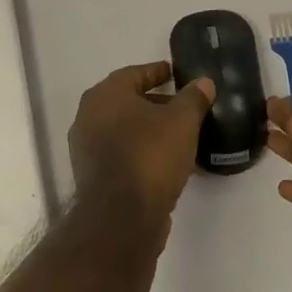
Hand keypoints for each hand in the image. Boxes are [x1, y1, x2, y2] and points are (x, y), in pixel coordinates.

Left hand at [68, 62, 214, 242]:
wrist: (121, 219)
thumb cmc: (150, 156)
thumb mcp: (182, 121)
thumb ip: (193, 98)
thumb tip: (203, 82)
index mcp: (105, 95)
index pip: (135, 73)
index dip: (158, 72)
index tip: (176, 74)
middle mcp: (89, 117)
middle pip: (128, 102)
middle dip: (157, 103)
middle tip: (184, 107)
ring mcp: (87, 149)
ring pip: (126, 131)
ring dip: (151, 131)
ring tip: (183, 137)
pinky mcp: (93, 177)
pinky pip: (122, 154)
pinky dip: (143, 153)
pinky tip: (169, 163)